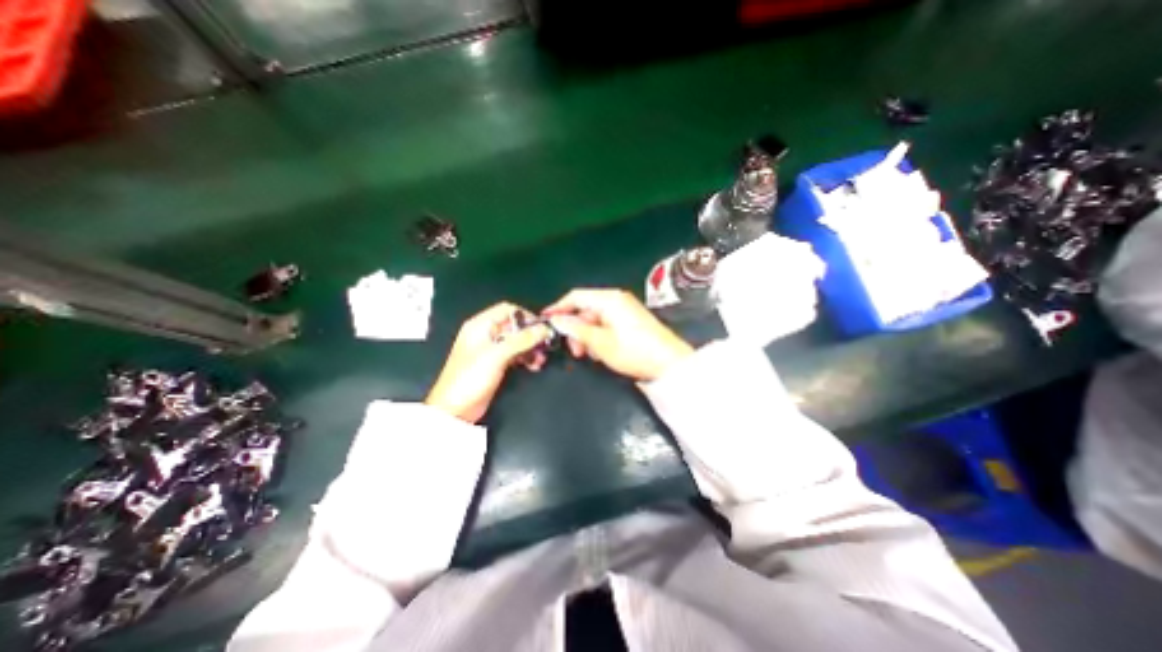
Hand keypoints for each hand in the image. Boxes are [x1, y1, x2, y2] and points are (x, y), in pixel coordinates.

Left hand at [426, 302, 552, 423]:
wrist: (455, 410)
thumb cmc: (470, 378)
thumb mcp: (497, 355)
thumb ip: (521, 340)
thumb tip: (544, 329)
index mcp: (480, 326)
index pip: (507, 310)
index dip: (526, 316)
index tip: (542, 328)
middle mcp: (486, 334)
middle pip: (514, 326)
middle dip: (531, 335)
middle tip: (545, 345)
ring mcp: (491, 350)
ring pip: (517, 341)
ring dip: (531, 348)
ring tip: (541, 359)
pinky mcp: (496, 364)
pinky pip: (515, 354)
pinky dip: (525, 358)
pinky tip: (534, 365)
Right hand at [543, 288, 692, 381]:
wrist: (669, 363)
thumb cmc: (634, 351)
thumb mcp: (601, 343)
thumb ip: (576, 330)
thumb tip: (556, 320)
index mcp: (609, 299)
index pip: (576, 296)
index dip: (559, 307)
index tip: (546, 321)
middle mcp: (616, 299)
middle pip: (586, 309)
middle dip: (576, 329)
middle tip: (575, 351)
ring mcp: (625, 309)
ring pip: (595, 318)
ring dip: (587, 335)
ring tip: (590, 355)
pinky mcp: (631, 319)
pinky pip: (607, 324)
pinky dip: (599, 336)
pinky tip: (601, 352)